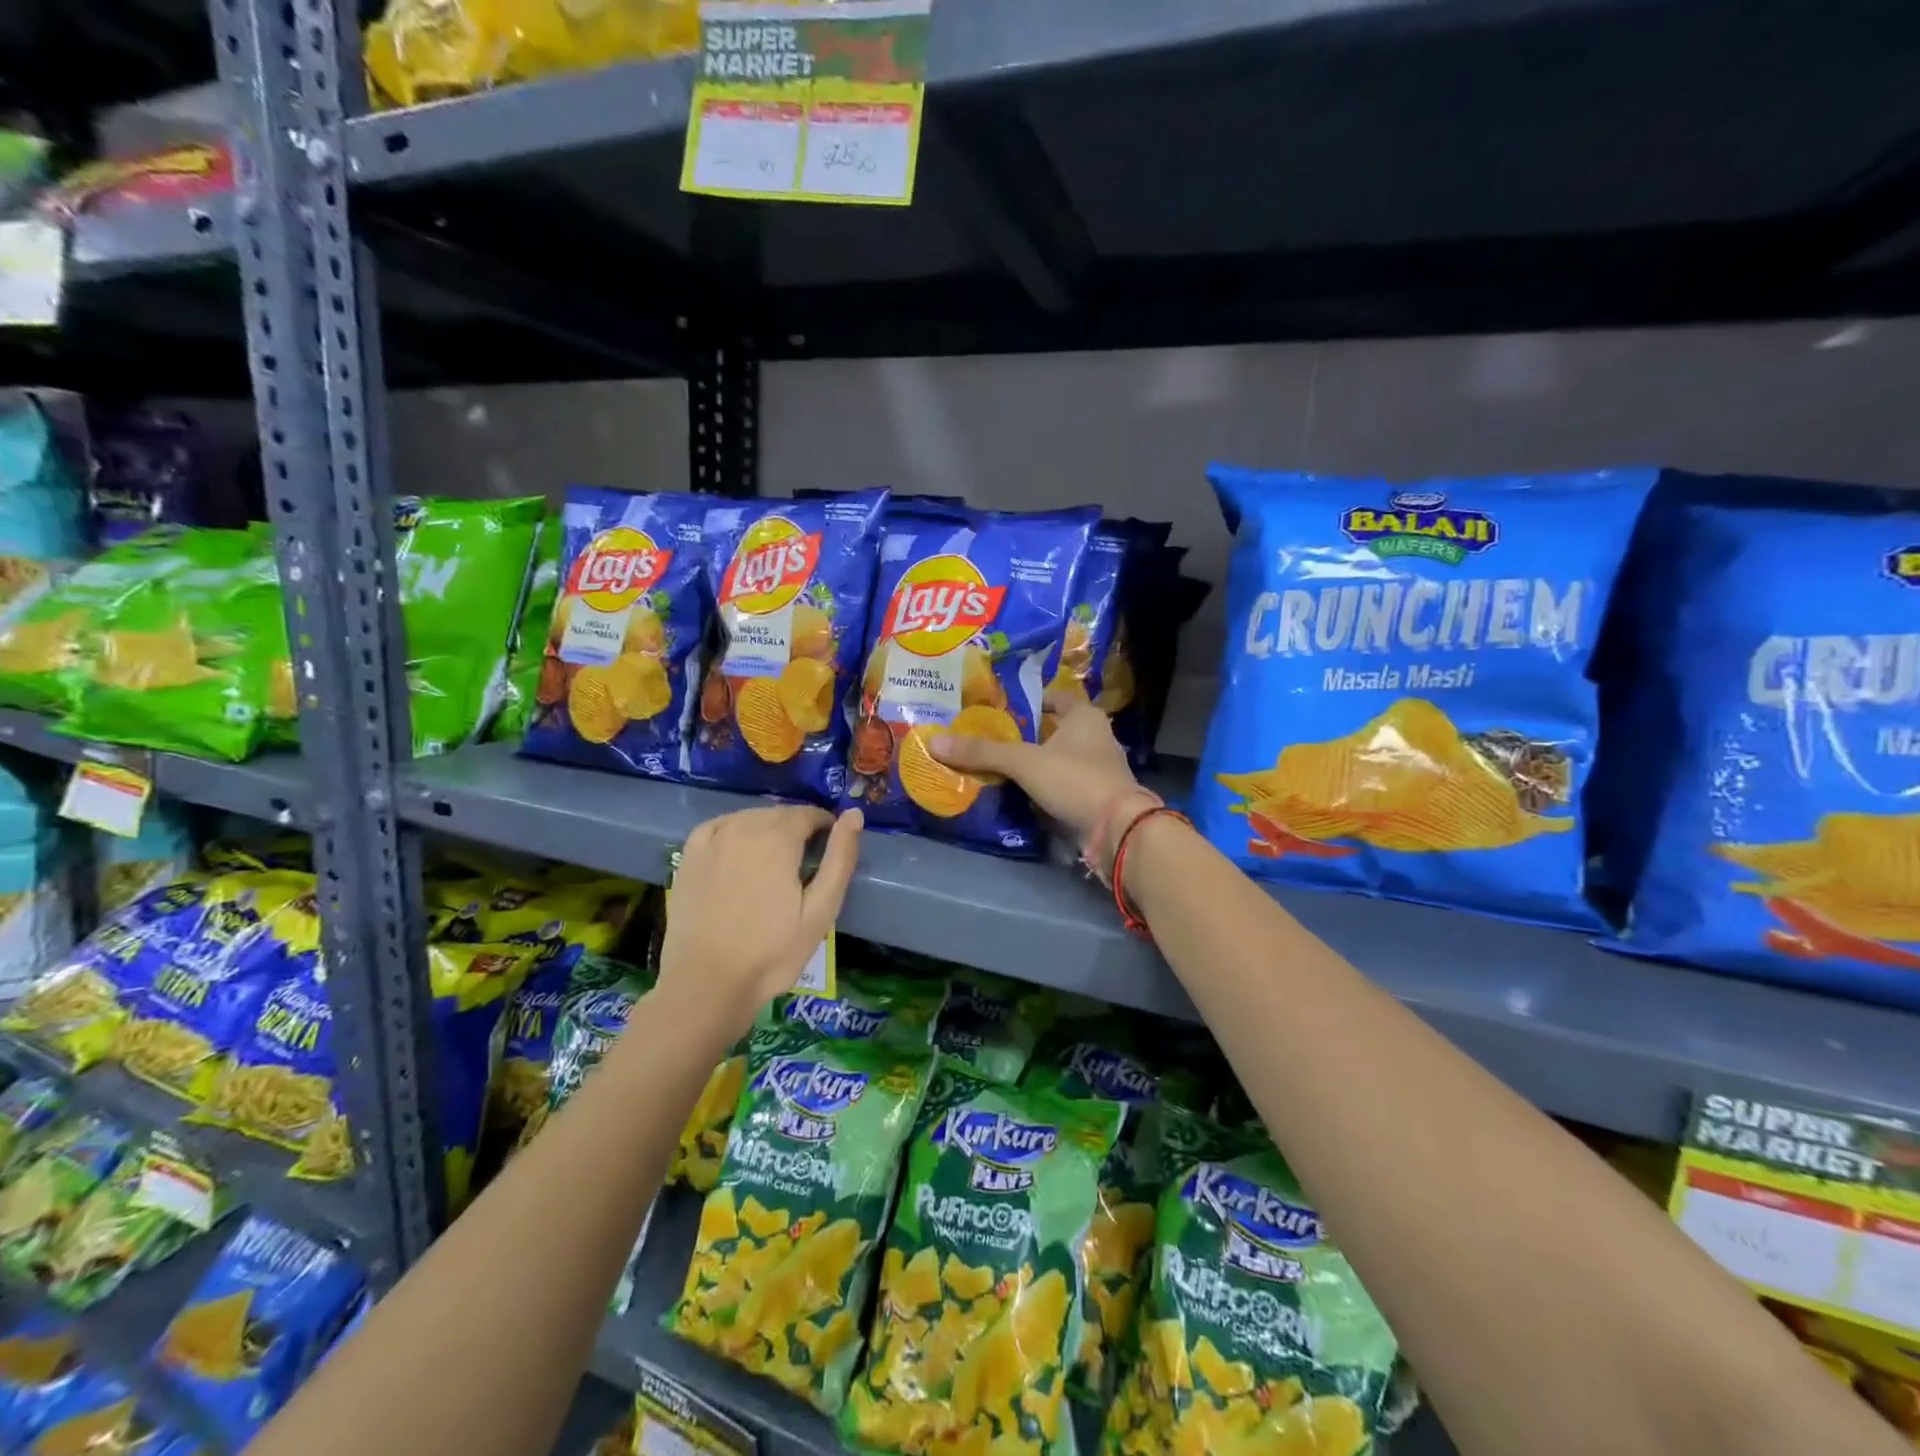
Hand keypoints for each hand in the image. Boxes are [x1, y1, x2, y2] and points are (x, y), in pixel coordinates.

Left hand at [657, 805, 862, 1033]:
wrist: (707, 985)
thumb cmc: (772, 953)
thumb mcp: (821, 910)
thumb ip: (840, 858)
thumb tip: (855, 813)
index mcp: (777, 838)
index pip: (809, 814)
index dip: (825, 828)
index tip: (829, 852)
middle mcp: (743, 828)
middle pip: (779, 814)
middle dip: (797, 829)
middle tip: (804, 865)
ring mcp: (711, 841)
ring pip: (750, 818)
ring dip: (767, 830)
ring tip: (774, 864)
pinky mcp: (689, 857)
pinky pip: (719, 826)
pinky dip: (735, 831)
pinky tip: (739, 852)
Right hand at [930, 688, 1142, 864]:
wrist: (1117, 832)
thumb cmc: (1075, 781)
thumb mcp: (1024, 762)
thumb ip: (982, 752)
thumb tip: (935, 741)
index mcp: (1085, 717)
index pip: (1052, 697)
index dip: (1026, 699)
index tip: (995, 707)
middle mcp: (1094, 738)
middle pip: (1051, 730)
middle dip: (1022, 735)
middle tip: (985, 736)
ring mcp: (1095, 770)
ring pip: (1054, 760)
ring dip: (1030, 764)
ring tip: (992, 764)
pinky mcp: (1091, 798)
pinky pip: (1059, 786)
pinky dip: (1039, 788)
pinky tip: (1014, 793)